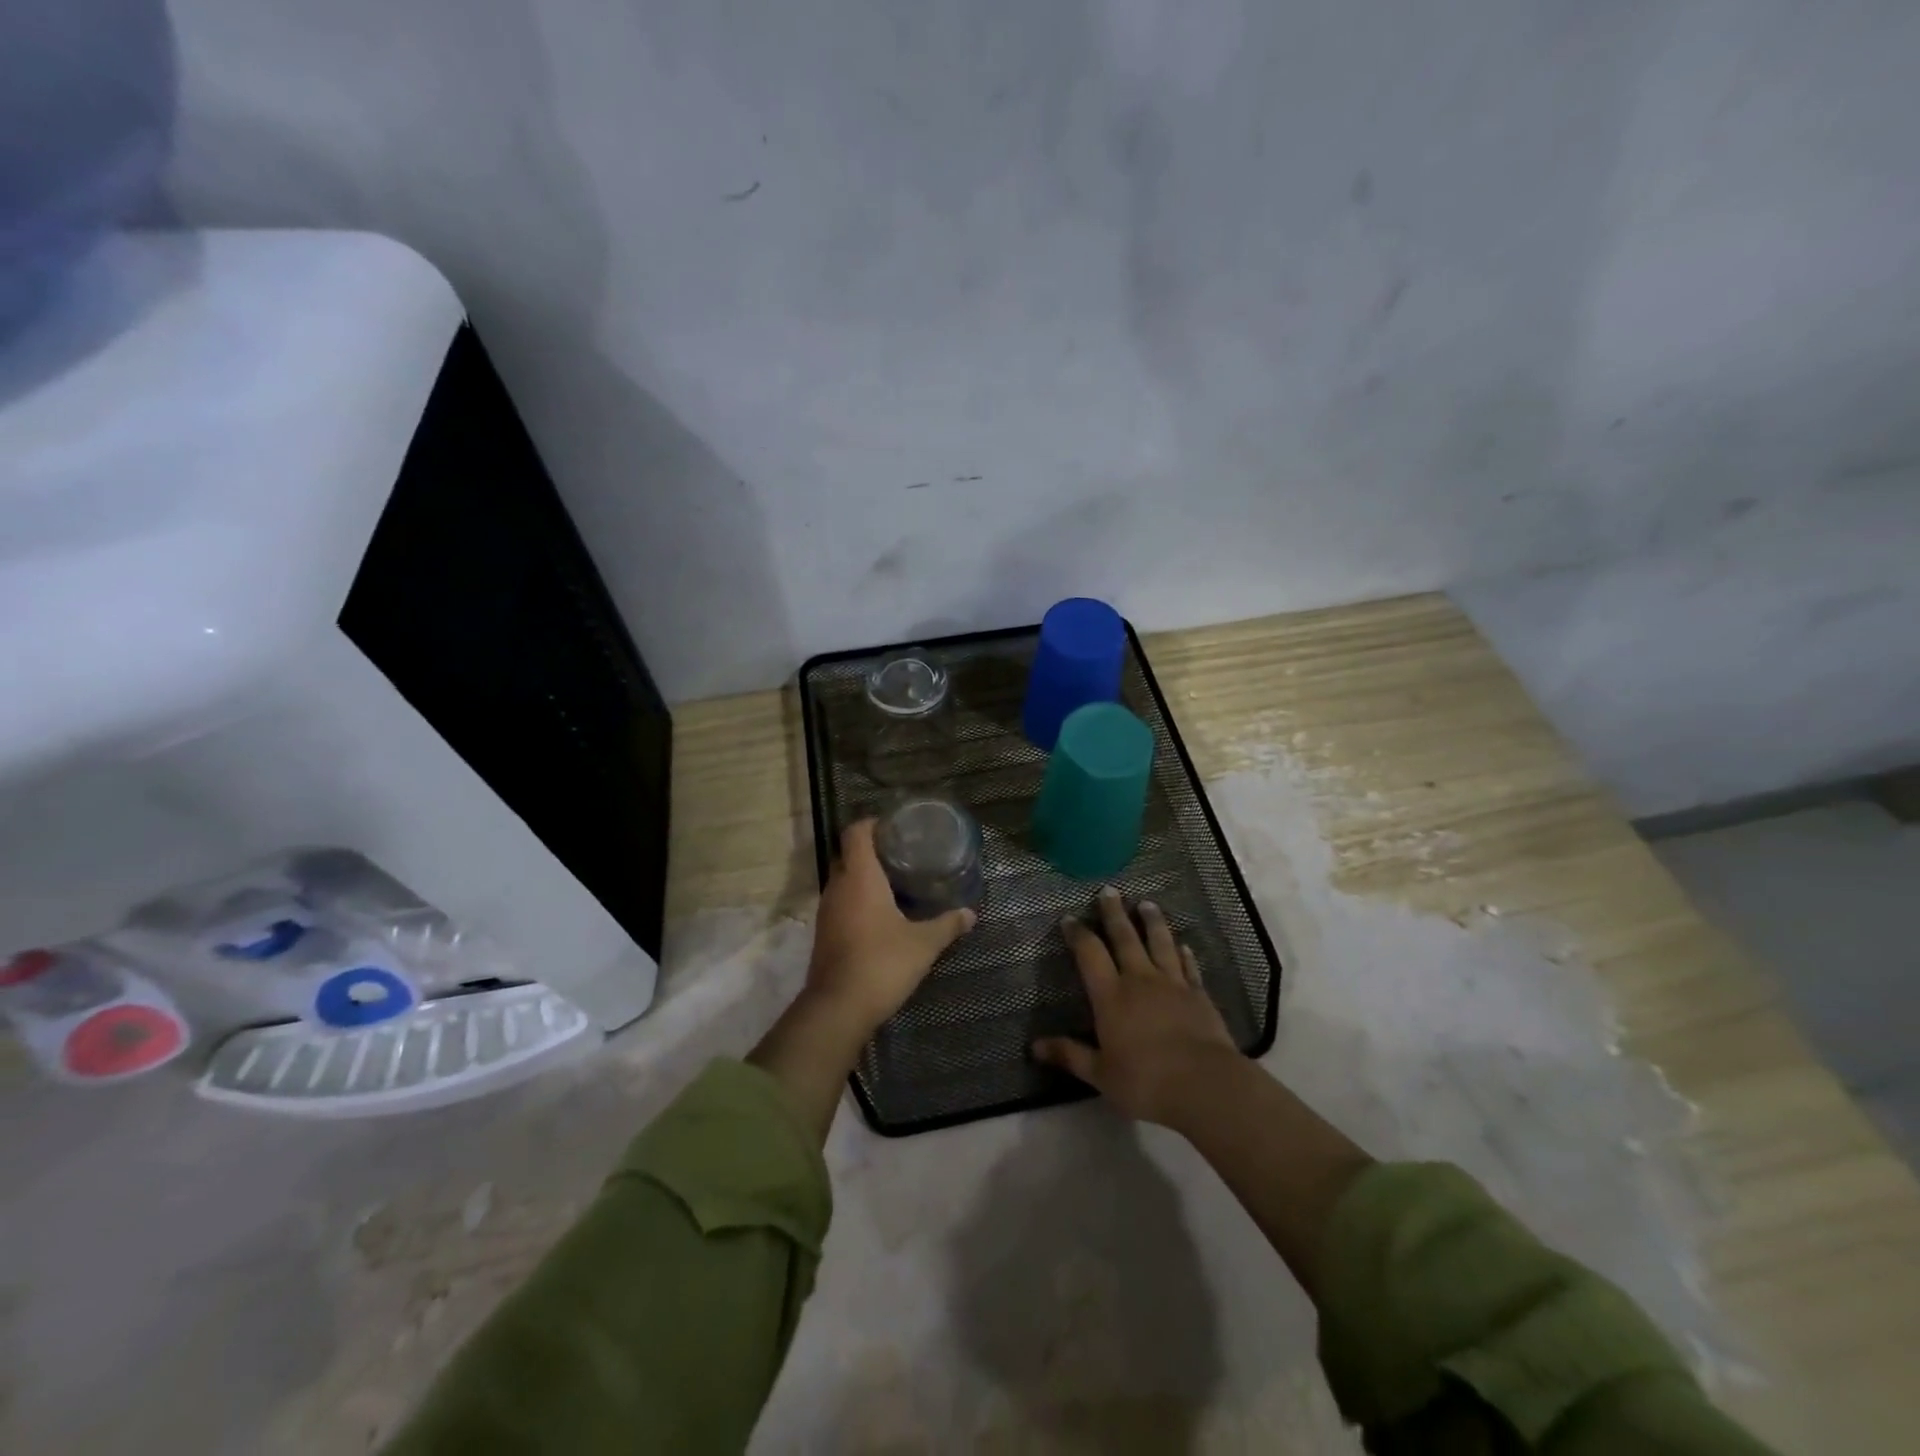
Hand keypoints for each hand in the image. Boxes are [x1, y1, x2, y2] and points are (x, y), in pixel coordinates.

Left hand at [804, 818, 976, 1034]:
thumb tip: (970, 913)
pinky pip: (841, 902)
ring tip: (896, 882)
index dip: (873, 823)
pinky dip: (858, 899)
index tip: (896, 827)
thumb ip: (947, 925)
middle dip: (872, 850)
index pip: (856, 832)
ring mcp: (827, 911)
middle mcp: (838, 887)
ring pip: (843, 880)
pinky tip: (882, 913)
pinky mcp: (824, 932)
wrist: (838, 1008)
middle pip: (849, 854)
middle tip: (903, 854)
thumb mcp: (923, 944)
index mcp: (860, 877)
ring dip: (864, 877)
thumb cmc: (882, 963)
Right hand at [1032, 885, 1238, 1126]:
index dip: (1078, 934)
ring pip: (1160, 943)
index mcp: (1111, 995)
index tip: (1069, 918)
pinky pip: (1189, 966)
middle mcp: (1139, 979)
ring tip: (1146, 903)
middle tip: (1109, 890)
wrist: (1205, 1084)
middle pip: (1125, 938)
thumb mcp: (1100, 1074)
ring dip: (1152, 922)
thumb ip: (1069, 1055)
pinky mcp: (1199, 995)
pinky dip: (1185, 953)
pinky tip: (1184, 945)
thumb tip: (1034, 1046)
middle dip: (1114, 913)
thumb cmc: (1145, 1080)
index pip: (1090, 954)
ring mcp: (1172, 984)